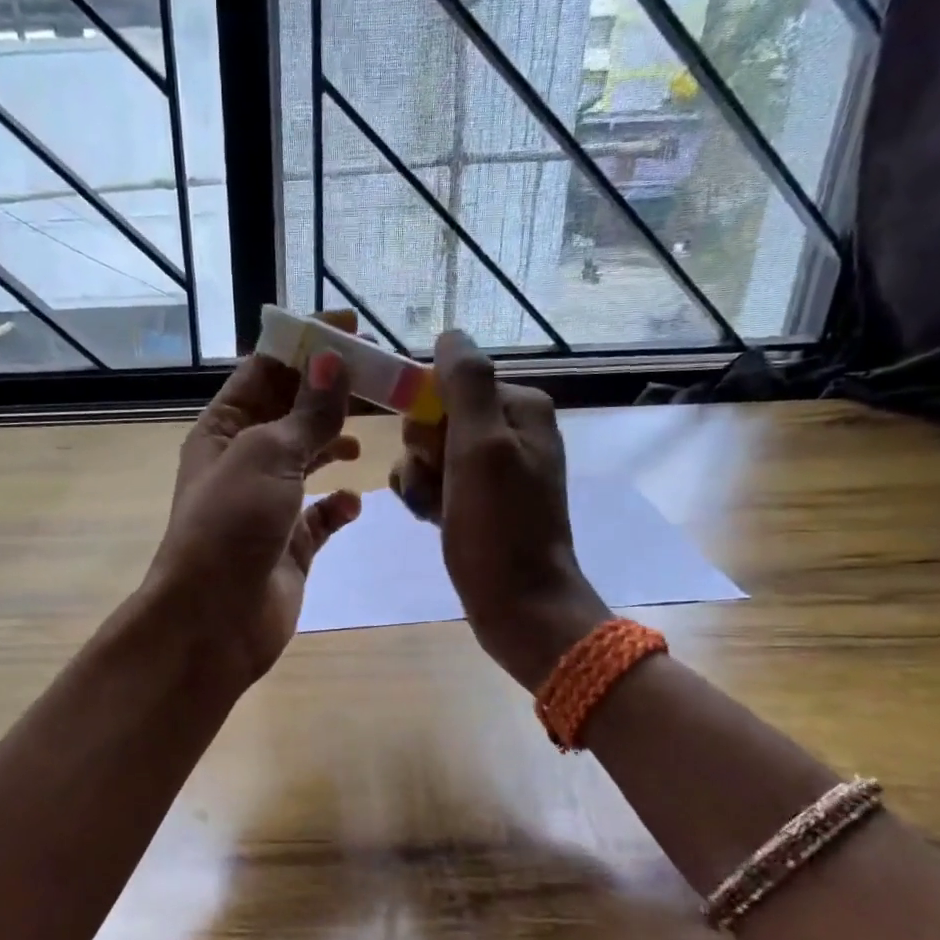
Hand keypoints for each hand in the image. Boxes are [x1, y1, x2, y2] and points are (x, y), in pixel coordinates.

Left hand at [146, 348, 361, 688]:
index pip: (265, 371)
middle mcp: (244, 460)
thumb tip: (333, 360)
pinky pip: (321, 516)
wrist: (214, 620)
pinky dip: (338, 505)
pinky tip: (353, 502)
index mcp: (224, 429)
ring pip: (309, 460)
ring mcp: (268, 504)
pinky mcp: (290, 544)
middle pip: (292, 412)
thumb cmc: (232, 524)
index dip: (305, 345)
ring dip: (336, 444)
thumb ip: (308, 412)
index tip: (351, 328)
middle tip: (382, 378)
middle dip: (331, 393)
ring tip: (372, 434)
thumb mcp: (269, 456)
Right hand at [389, 330, 609, 690]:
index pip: (448, 383)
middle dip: (423, 452)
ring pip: (427, 451)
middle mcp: (510, 431)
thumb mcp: (480, 447)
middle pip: (435, 417)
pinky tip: (433, 520)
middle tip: (440, 484)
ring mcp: (494, 468)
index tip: (433, 452)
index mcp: (520, 408)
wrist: (519, 606)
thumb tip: (450, 333)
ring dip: (419, 479)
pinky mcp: (479, 500)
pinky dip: (426, 498)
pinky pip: (434, 480)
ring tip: (436, 510)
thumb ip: (466, 384)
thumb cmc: (498, 528)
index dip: (428, 416)